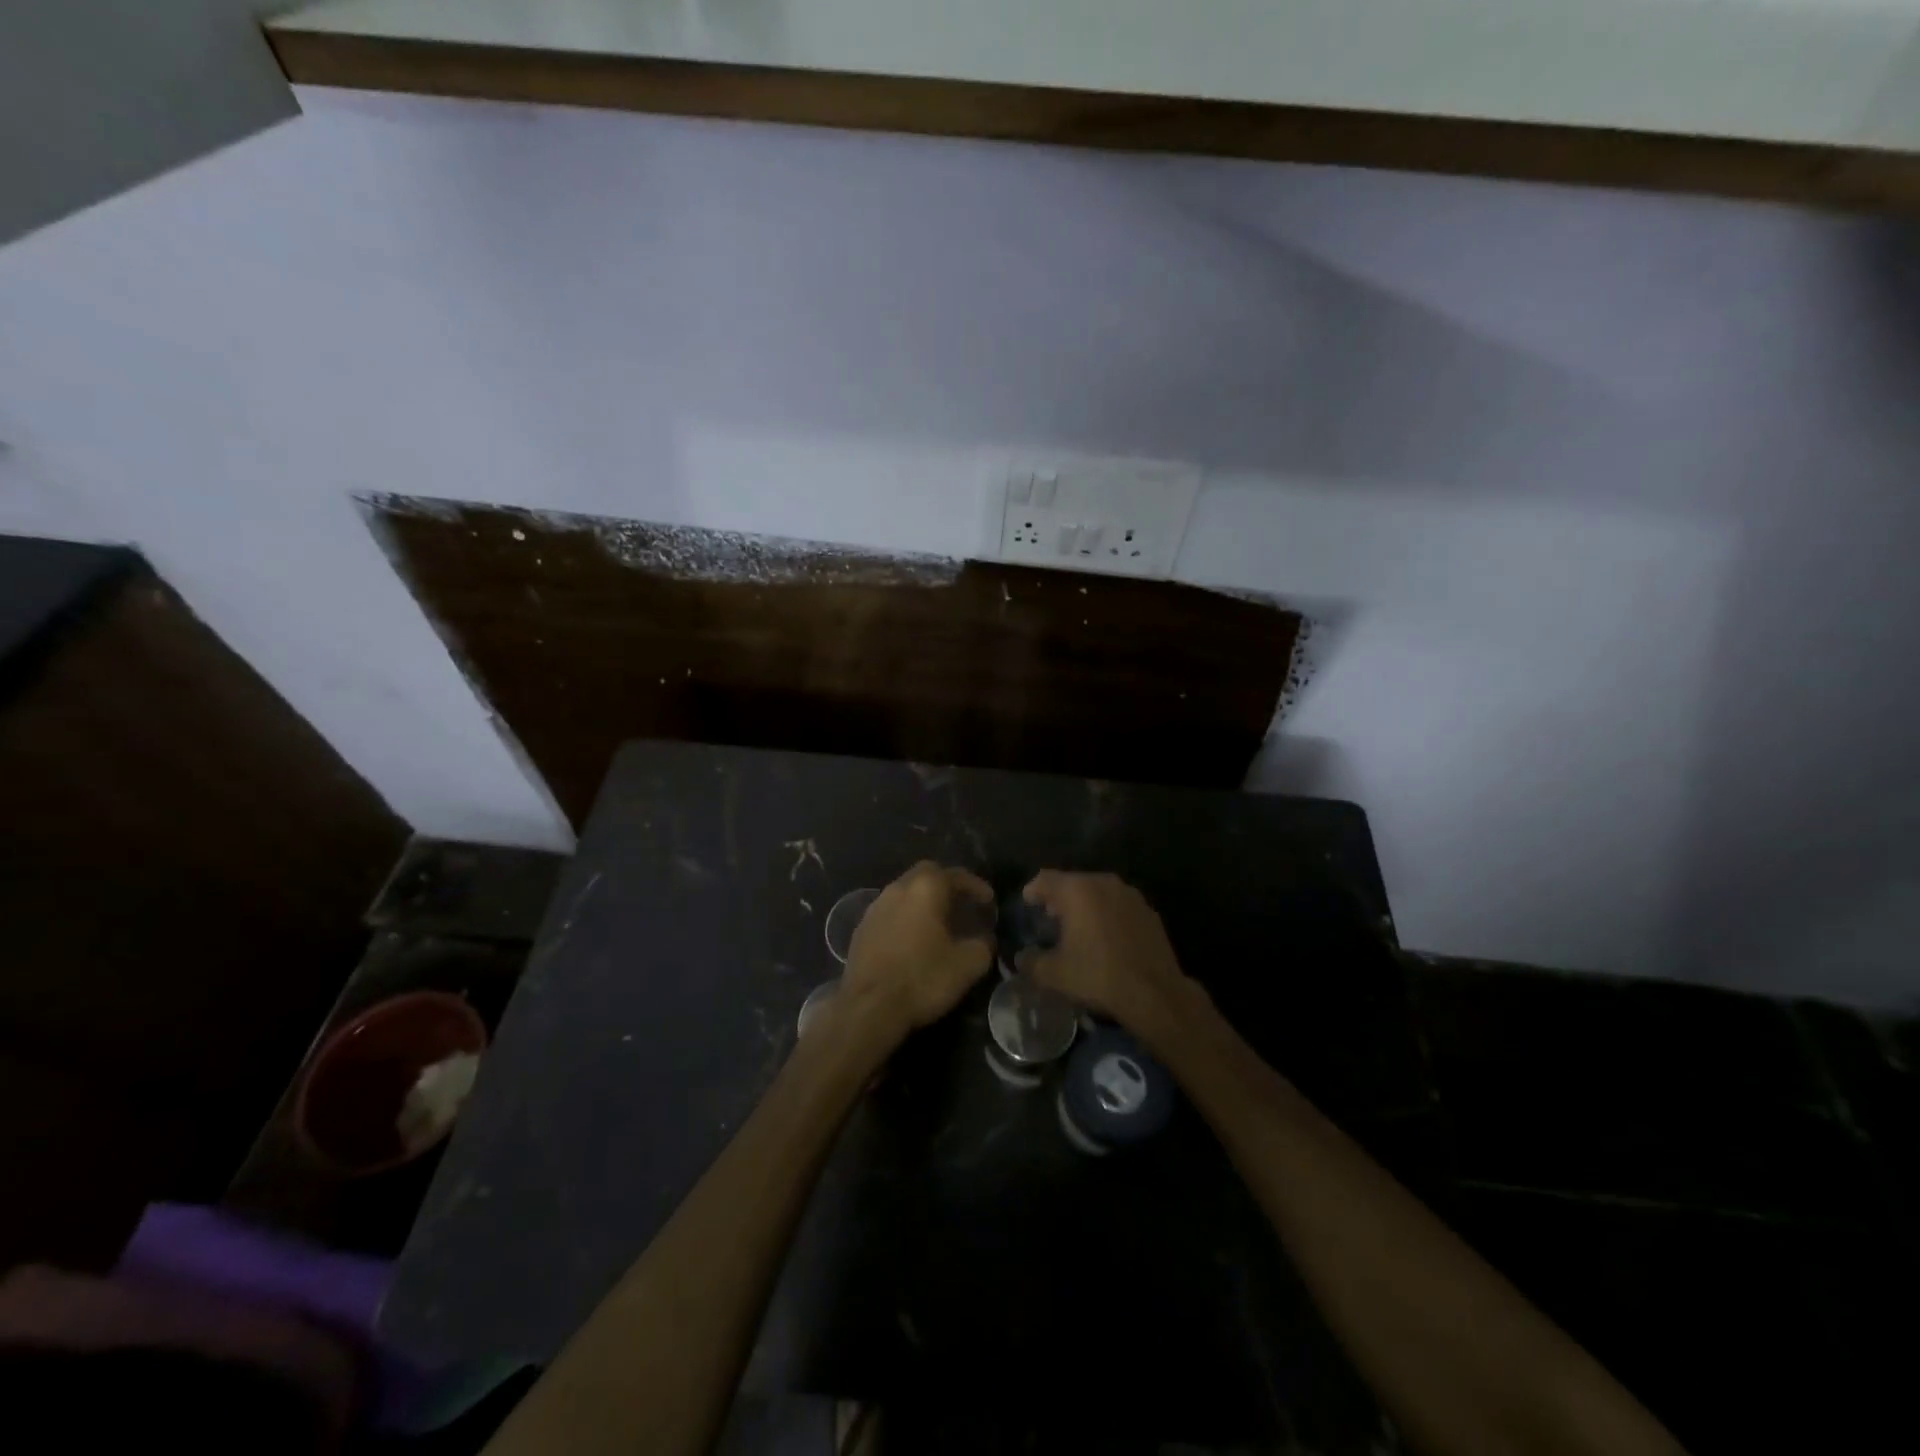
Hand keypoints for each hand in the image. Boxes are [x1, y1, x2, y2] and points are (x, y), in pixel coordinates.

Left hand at [841, 862, 994, 1037]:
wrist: (869, 1007)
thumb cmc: (922, 979)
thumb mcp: (968, 965)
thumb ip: (983, 945)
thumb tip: (984, 939)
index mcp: (925, 889)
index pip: (954, 874)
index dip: (975, 885)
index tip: (988, 900)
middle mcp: (897, 889)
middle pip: (924, 874)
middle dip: (945, 884)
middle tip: (962, 903)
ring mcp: (874, 908)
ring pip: (904, 892)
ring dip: (922, 901)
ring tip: (938, 922)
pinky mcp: (861, 930)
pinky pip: (889, 913)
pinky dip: (905, 918)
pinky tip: (912, 939)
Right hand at [1018, 871, 1197, 1045]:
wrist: (1155, 994)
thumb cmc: (1098, 976)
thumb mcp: (1054, 974)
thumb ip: (1031, 962)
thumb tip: (1021, 958)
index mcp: (1078, 890)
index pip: (1045, 879)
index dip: (1032, 891)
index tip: (1027, 905)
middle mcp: (1104, 883)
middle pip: (1073, 882)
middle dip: (1059, 898)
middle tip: (1051, 919)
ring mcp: (1131, 895)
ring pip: (1098, 892)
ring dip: (1085, 905)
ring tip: (1079, 929)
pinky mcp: (1149, 911)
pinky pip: (1119, 905)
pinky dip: (1107, 915)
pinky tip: (1106, 939)